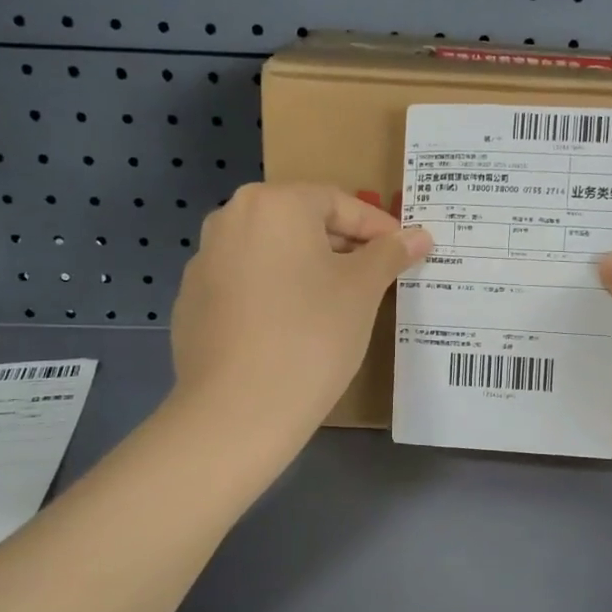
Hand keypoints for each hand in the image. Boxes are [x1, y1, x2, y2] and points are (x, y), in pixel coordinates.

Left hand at [171, 184, 430, 432]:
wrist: (237, 410)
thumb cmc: (311, 335)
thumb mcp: (362, 290)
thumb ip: (390, 254)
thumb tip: (419, 235)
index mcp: (273, 204)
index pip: (338, 202)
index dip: (377, 228)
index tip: (404, 253)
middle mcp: (230, 220)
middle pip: (300, 223)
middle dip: (342, 247)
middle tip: (375, 278)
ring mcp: (204, 262)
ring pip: (271, 254)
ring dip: (308, 270)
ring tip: (337, 305)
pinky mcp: (191, 302)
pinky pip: (246, 284)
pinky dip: (274, 294)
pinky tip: (293, 330)